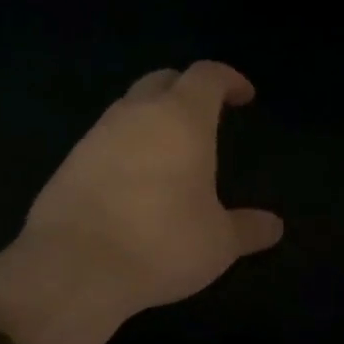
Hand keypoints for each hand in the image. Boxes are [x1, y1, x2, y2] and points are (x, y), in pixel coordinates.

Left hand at [15, 60, 283, 317]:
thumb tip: (274, 226)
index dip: (229, 79)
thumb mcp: (218, 243)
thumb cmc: (161, 243)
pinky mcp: (70, 161)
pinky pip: (105, 139)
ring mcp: (97, 135)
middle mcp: (137, 114)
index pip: (207, 76)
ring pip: (129, 108)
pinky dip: (126, 146)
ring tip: (171, 150)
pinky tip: (134, 180)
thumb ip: (248, 228)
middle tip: (206, 114)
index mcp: (181, 118)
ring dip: (153, 117)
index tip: (244, 96)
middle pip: (163, 80)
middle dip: (187, 89)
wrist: (73, 267)